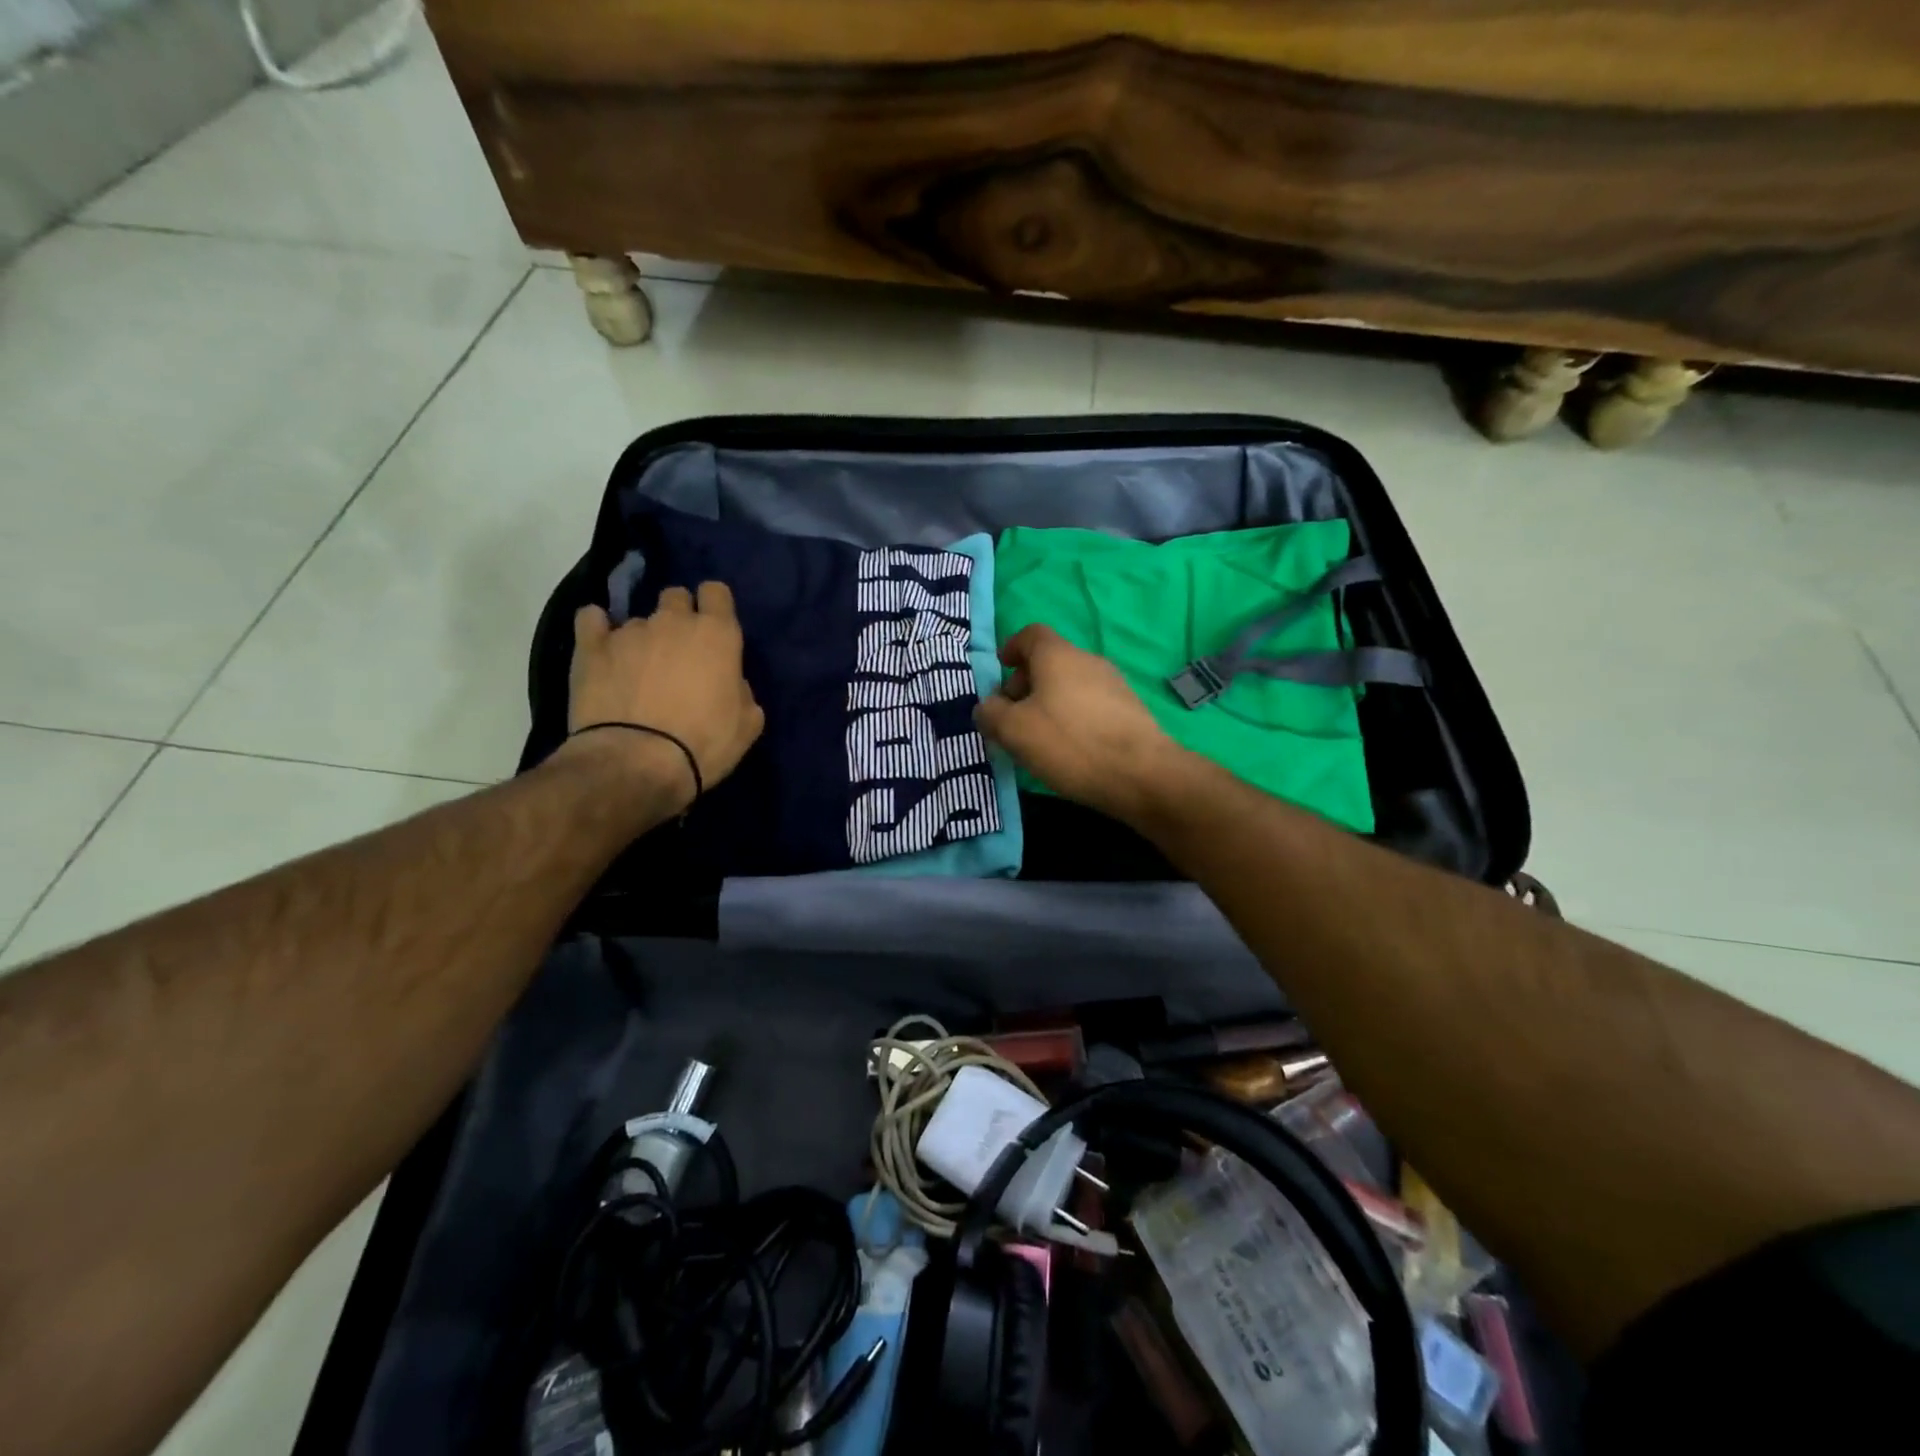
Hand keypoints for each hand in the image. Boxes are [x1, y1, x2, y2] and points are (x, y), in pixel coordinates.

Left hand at [561, 584, 764, 810]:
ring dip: (643, 639)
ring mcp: (628, 631)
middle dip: (678, 616)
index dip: (715, 607)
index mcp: (717, 634)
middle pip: (675, 596)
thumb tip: (729, 682)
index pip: (716, 592)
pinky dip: (597, 630)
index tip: (714, 629)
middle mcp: (673, 622)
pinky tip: (602, 650)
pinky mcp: (590, 647)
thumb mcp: (747, 724)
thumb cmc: (703, 745)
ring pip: (638, 619)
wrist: (636, 764)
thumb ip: (741, 691)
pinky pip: (591, 620)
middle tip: (678, 652)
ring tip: (637, 673)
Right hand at [975, 624, 1190, 824]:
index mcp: (1057, 655)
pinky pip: (1090, 705)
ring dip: (1048, 703)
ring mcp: (1114, 685)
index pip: (1030, 634)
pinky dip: (1072, 717)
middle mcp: (1088, 661)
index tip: (1000, 669)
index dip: (1011, 648)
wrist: (1142, 774)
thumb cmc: (1070, 743)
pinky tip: (1068, 748)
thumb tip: (987, 707)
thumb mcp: (1014, 731)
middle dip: (1025, 683)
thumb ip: (991, 714)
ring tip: (1037, 737)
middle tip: (1011, 716)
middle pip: (1050, 661)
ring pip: (1070, 685)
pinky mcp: (1130, 711)